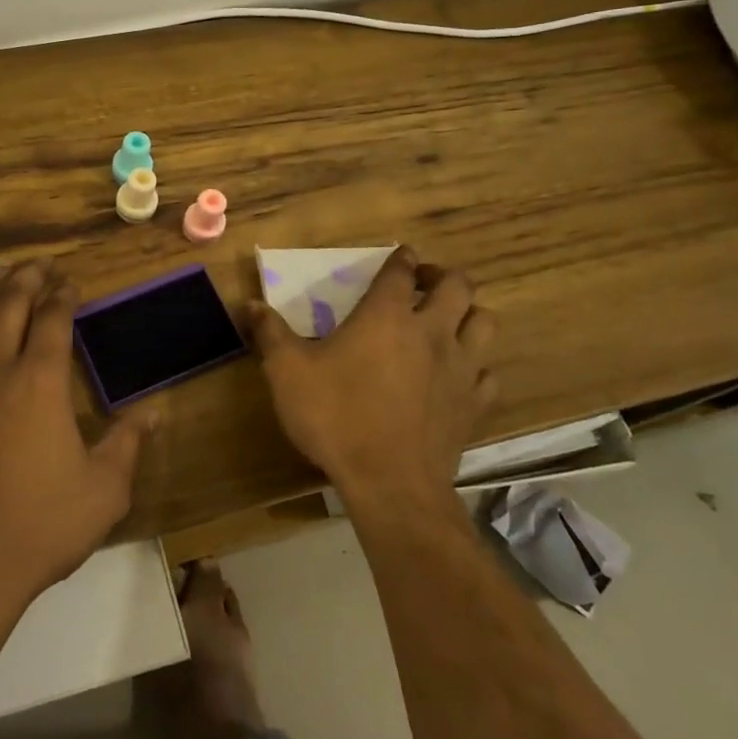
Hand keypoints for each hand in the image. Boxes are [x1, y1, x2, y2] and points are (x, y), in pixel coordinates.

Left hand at [0, 260, 149, 613]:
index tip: (72, 282)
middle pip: (11, 304)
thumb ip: (127, 443)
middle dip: (29, 278)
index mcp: (41, 381)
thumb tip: (153, 411)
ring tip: (6, 272)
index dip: (64, 295)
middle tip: (41, 264)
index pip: (53, 319)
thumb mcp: (103, 490)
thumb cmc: (39, 526)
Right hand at [245, 247, 497, 511]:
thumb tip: (249, 304)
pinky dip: (477, 366)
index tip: (400, 255)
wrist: (390, 483)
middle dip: (442, 276)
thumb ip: (270, 333)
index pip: (400, 271)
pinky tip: (458, 375)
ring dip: (469, 314)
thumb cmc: (336, 416)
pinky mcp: (474, 404)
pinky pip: (488, 373)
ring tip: (448, 322)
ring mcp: (460, 368)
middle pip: (457, 286)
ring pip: (484, 322)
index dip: (401, 258)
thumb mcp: (287, 372)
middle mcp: (431, 331)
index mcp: (386, 315)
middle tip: (423, 284)